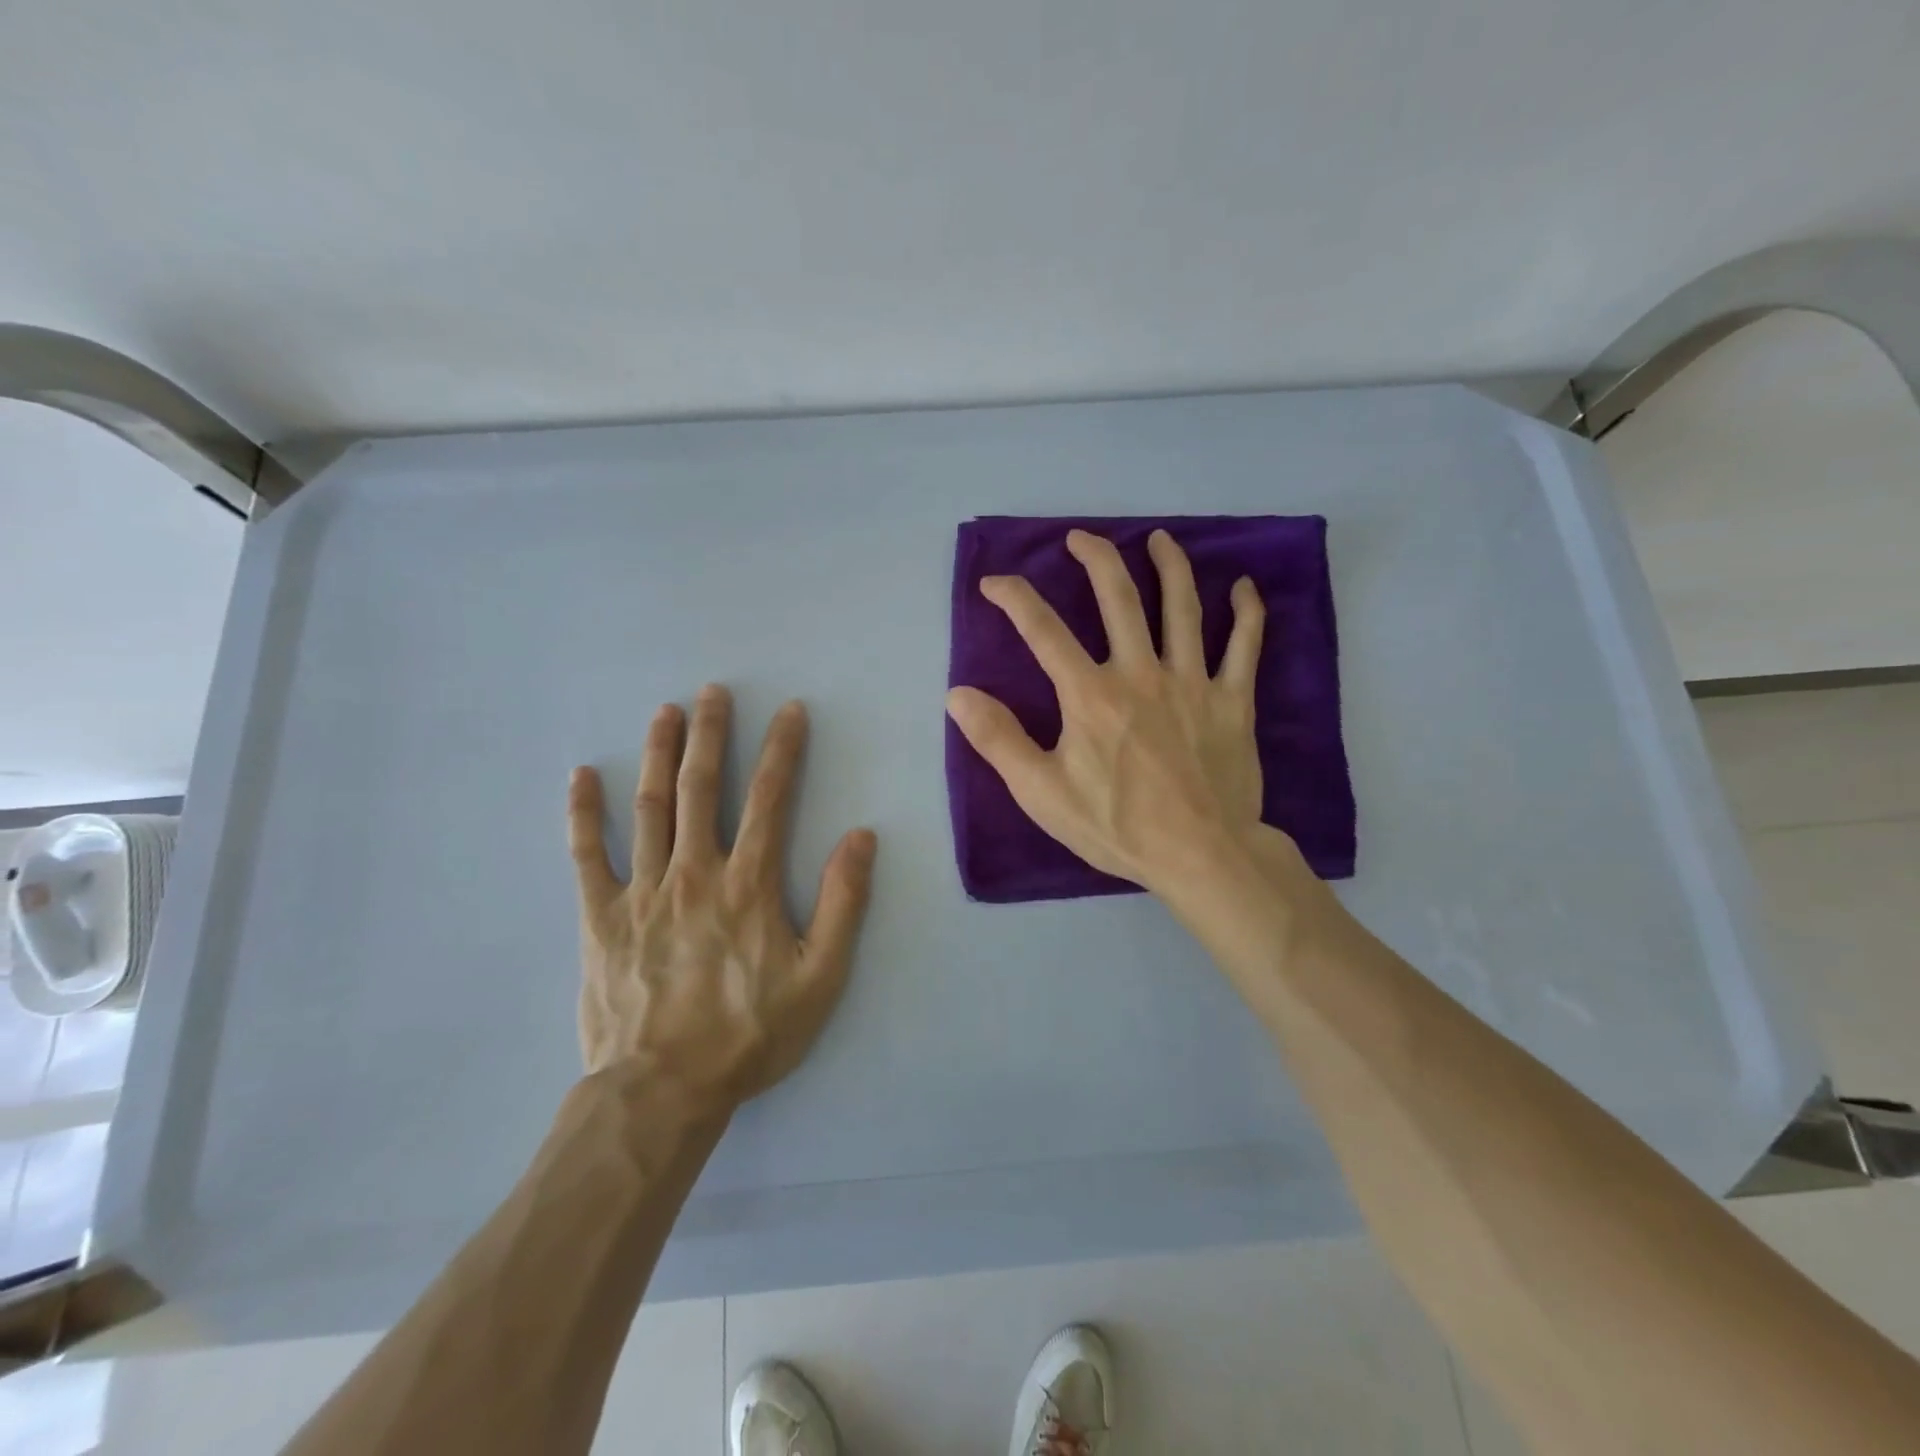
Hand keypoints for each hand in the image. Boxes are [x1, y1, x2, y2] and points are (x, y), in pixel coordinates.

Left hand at [567, 686, 877, 1111]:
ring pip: (650, 808)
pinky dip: (583, 813)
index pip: (770, 799)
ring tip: (665, 713)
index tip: (790, 711)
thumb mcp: (821, 976)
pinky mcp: (600, 918)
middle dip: (712, 735)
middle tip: (714, 692)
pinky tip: (581, 777)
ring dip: (659, 755)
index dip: (783, 750)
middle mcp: (694, 873)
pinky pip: (587, 856)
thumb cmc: (749, 1034)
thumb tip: (861, 837)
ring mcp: (642, 891)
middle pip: (702, 788)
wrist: (662, 1090)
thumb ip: (844, 903)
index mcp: (748, 884)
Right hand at [946, 528, 1273, 898]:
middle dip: (1095, 559)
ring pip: (1182, 607)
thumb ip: (999, 740)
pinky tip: (1243, 587)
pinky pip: (1244, 646)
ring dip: (1170, 566)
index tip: (994, 582)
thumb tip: (958, 694)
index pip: (1043, 631)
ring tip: (1159, 539)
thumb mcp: (1042, 793)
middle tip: (1080, 538)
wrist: (1201, 855)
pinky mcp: (1232, 701)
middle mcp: (1140, 673)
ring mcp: (1192, 682)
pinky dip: (1247, 613)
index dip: (1014, 598)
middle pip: (1118, 598)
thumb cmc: (1117, 826)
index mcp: (1090, 695)